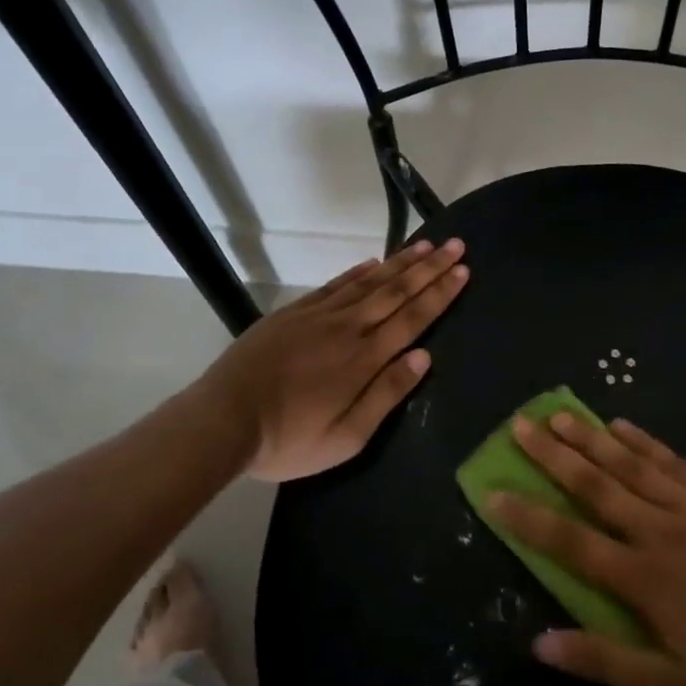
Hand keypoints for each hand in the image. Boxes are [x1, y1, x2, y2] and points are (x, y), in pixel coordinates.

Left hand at [194, 239, 467, 480]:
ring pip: (369, 282)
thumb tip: (424, 357)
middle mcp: (347, 328)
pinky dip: (358, 271)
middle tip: (455, 245)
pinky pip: (335, 285)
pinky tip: (374, 262)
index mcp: (364, 360)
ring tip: (425, 246)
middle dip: (429, 268)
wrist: (223, 420)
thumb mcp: (345, 438)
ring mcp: (319, 316)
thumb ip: (386, 395)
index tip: (463, 270)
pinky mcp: (294, 312)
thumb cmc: (288, 439)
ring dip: (400, 263)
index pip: (412, 318)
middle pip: (396, 291)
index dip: (439, 294)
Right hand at [489, 412, 685, 685]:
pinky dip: (645, 441)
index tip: (493, 492)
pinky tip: (622, 424)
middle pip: (596, 486)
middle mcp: (658, 530)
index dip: (528, 516)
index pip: (570, 541)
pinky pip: (673, 461)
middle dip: (554, 455)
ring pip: (631, 465)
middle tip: (520, 425)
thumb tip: (541, 644)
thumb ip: (606, 661)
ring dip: (592, 438)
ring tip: (560, 413)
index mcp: (642, 577)